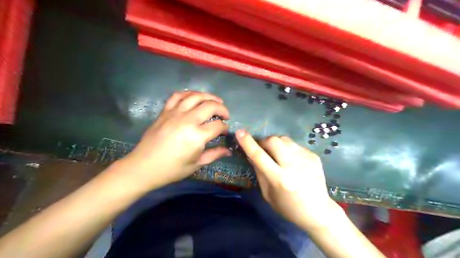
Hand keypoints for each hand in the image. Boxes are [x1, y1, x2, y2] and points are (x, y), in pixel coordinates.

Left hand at [122, 91, 231, 188]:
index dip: (225, 127)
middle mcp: (188, 120)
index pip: (218, 125)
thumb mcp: (196, 164)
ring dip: (209, 96)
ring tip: (215, 101)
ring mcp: (175, 113)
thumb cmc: (172, 169)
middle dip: (222, 109)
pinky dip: (188, 93)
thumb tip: (229, 151)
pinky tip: (194, 97)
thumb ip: (214, 154)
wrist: (144, 166)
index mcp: (197, 136)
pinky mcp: (165, 111)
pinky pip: (178, 96)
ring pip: (196, 96)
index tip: (225, 131)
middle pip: (210, 106)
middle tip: (225, 115)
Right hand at [237, 131, 340, 229]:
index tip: (240, 132)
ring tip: (277, 154)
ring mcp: (305, 159)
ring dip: (276, 143)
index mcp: (279, 179)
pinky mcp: (313, 156)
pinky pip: (294, 145)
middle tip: (262, 149)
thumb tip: (251, 154)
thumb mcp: (268, 194)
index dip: (248, 143)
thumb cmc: (288, 207)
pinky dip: (288, 149)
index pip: (259, 156)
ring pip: (284, 139)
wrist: (318, 211)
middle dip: (264, 141)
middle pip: (273, 141)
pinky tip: (291, 160)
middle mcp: (293, 166)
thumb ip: (259, 172)